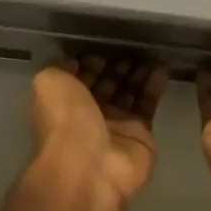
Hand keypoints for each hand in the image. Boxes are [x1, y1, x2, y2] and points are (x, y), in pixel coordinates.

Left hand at [28, 57, 165, 210]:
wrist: (90, 167)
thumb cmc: (65, 121)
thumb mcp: (49, 83)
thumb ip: (61, 67)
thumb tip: (79, 62)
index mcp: (63, 101)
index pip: (80, 75)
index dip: (92, 59)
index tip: (107, 43)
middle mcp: (88, 113)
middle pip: (106, 82)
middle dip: (118, 64)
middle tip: (133, 44)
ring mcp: (115, 125)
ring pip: (129, 91)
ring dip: (137, 72)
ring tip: (149, 52)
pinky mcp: (140, 134)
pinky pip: (148, 104)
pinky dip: (154, 86)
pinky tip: (161, 68)